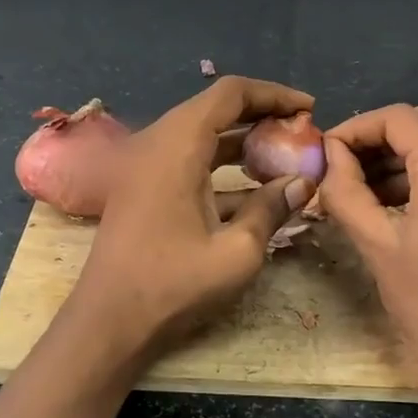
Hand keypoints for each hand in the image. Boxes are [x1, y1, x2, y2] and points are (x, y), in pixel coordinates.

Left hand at [59, 76, 317, 374]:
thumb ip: (272, 208)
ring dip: (242, 140)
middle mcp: (157, 143)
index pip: (230, 94)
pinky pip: (189, 158)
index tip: (309, 108)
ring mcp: (146, 165)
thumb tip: (304, 182)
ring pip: (202, 134)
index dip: (273, 94)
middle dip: (261, 115)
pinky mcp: (144, 187)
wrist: (108, 323)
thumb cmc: (172, 286)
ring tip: (284, 155)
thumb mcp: (237, 252)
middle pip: (215, 108)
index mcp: (177, 146)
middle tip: (300, 131)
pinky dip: (222, 164)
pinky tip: (254, 188)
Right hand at [320, 104, 417, 402]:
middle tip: (344, 167)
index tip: (327, 152)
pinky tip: (399, 200)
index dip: (356, 128)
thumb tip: (330, 155)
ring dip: (404, 154)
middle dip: (379, 138)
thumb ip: (345, 188)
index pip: (398, 118)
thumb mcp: (375, 243)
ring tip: (366, 188)